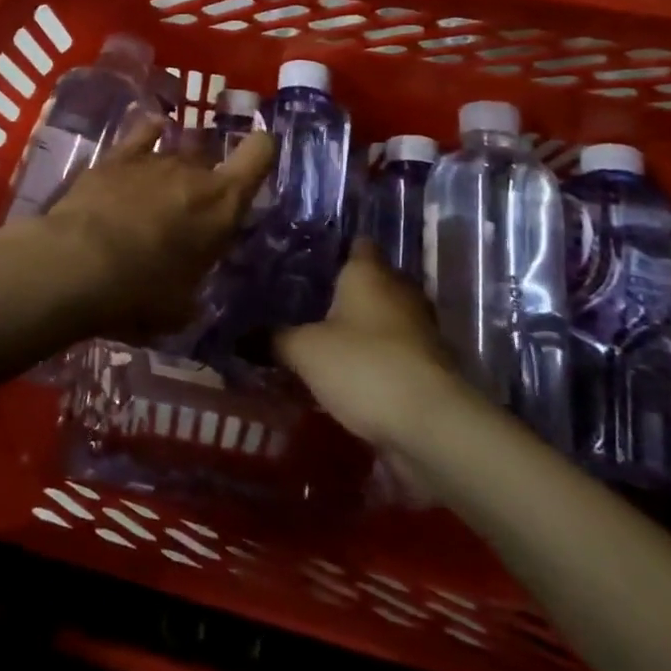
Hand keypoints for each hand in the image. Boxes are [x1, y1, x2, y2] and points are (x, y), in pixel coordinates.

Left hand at [34, 119, 274, 344]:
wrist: (77, 264)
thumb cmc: (139, 294)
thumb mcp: (180, 307)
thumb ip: (192, 287)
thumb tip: (188, 293)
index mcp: (223, 206)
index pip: (259, 155)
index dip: (262, 150)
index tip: (259, 153)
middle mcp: (192, 172)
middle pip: (210, 160)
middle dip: (205, 179)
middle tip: (190, 210)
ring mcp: (152, 159)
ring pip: (175, 152)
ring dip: (173, 170)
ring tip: (159, 193)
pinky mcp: (115, 157)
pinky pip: (142, 134)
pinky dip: (149, 134)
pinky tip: (150, 132)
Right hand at [276, 240, 475, 459]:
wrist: (430, 426)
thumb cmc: (363, 366)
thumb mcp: (303, 351)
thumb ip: (272, 339)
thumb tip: (240, 336)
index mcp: (370, 273)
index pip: (357, 244)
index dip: (335, 247)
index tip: (308, 257)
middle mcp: (400, 292)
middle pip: (372, 282)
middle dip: (344, 291)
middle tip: (306, 300)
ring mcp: (420, 331)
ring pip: (383, 319)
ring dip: (360, 328)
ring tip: (322, 338)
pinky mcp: (429, 368)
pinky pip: (393, 352)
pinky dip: (373, 358)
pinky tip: (346, 373)